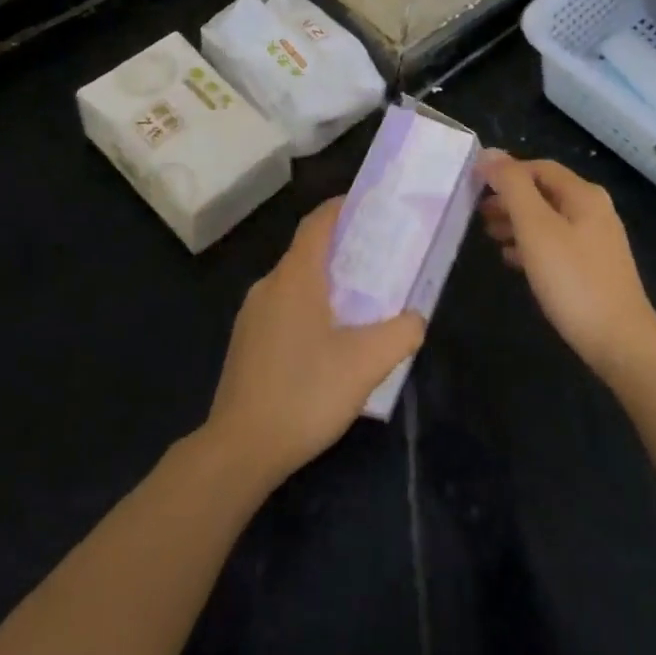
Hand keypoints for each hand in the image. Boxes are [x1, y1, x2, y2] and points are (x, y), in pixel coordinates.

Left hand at [205, 197, 425, 486]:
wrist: (240, 449)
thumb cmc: (305, 393)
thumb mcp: (366, 363)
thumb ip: (400, 333)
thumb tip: (415, 318)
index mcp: (295, 276)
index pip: (318, 223)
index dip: (342, 207)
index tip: (370, 205)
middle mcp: (269, 285)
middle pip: (307, 251)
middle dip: (342, 248)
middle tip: (378, 258)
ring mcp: (252, 315)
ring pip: (294, 283)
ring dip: (325, 282)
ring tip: (359, 300)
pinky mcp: (246, 343)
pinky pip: (282, 308)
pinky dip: (308, 307)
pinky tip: (327, 340)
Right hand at [479, 153, 655, 376]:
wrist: (620, 343)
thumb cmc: (573, 280)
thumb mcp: (535, 228)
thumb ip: (512, 187)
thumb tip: (489, 153)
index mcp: (583, 195)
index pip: (538, 167)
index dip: (505, 171)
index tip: (475, 184)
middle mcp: (594, 211)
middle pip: (544, 193)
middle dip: (509, 198)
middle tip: (478, 213)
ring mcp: (597, 242)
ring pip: (549, 220)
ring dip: (517, 222)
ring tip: (489, 235)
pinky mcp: (594, 269)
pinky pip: (556, 245)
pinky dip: (532, 245)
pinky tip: (513, 261)